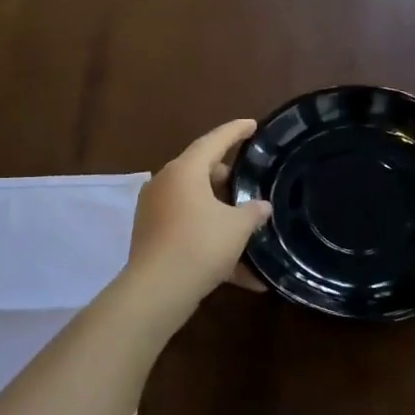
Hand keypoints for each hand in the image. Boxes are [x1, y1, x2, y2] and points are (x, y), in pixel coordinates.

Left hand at [126, 119, 273, 309]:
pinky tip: (239, 272)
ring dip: (220, 212)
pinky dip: (209, 239)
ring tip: (246, 224)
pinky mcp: (151, 236)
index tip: (252, 124)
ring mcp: (154, 211)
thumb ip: (253, 212)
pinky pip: (186, 229)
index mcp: (185, 170)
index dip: (236, 131)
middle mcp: (165, 184)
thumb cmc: (200, 245)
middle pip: (200, 170)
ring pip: (194, 202)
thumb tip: (262, 206)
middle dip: (227, 177)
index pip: (214, 140)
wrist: (157, 291)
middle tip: (249, 182)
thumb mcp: (237, 227)